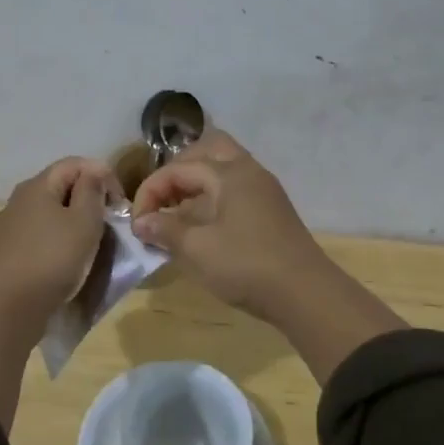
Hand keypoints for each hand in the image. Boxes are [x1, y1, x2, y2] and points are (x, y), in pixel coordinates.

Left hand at [0, 156, 121, 312]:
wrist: (13, 305)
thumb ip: (92, 190)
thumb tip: (93, 173)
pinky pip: (42, 231)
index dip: (103, 175)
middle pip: (62, 185)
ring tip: (93, 239)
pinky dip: (60, 235)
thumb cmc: (54, 257)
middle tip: (110, 221)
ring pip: (52, 209)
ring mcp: (12, 223)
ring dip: (75, 218)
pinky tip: (69, 255)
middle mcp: (21, 197)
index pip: (75, 163)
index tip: (119, 204)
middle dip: (90, 197)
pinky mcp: (10, 248)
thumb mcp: (84, 221)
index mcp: (38, 185)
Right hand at [130, 130, 330, 316]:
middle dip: (177, 172)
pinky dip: (212, 197)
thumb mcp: (197, 249)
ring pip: (223, 169)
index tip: (137, 223)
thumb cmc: (246, 266)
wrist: (306, 294)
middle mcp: (248, 171)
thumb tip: (142, 222)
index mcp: (229, 173)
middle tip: (161, 201)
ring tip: (177, 214)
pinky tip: (202, 226)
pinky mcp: (271, 209)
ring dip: (196, 185)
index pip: (178, 169)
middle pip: (206, 151)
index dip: (151, 192)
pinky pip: (234, 188)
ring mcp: (263, 189)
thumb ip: (165, 229)